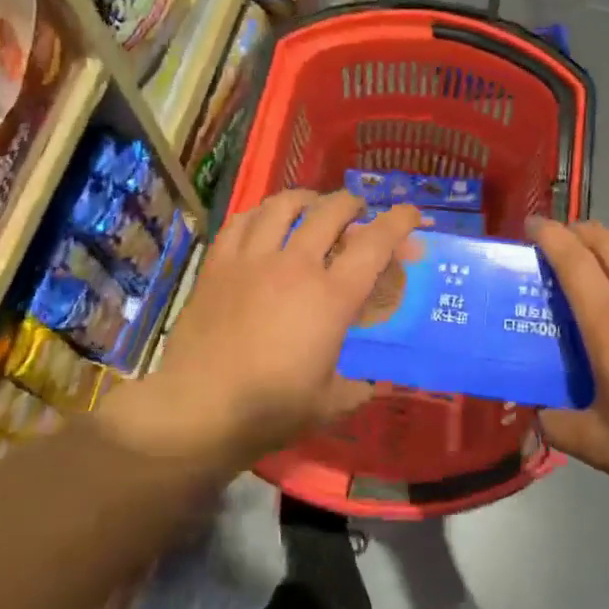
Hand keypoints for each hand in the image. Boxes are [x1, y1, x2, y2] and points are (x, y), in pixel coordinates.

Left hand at [116, 190, 419, 467]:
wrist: (197, 409)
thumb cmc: (270, 409)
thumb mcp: (330, 404)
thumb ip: (360, 385)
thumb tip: (377, 380)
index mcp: (331, 297)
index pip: (374, 243)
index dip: (398, 221)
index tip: (411, 213)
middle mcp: (295, 265)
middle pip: (330, 211)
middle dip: (352, 203)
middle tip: (357, 211)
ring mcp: (252, 259)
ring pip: (283, 205)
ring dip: (306, 199)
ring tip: (312, 205)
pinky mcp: (218, 264)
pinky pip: (242, 221)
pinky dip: (261, 212)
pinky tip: (265, 220)